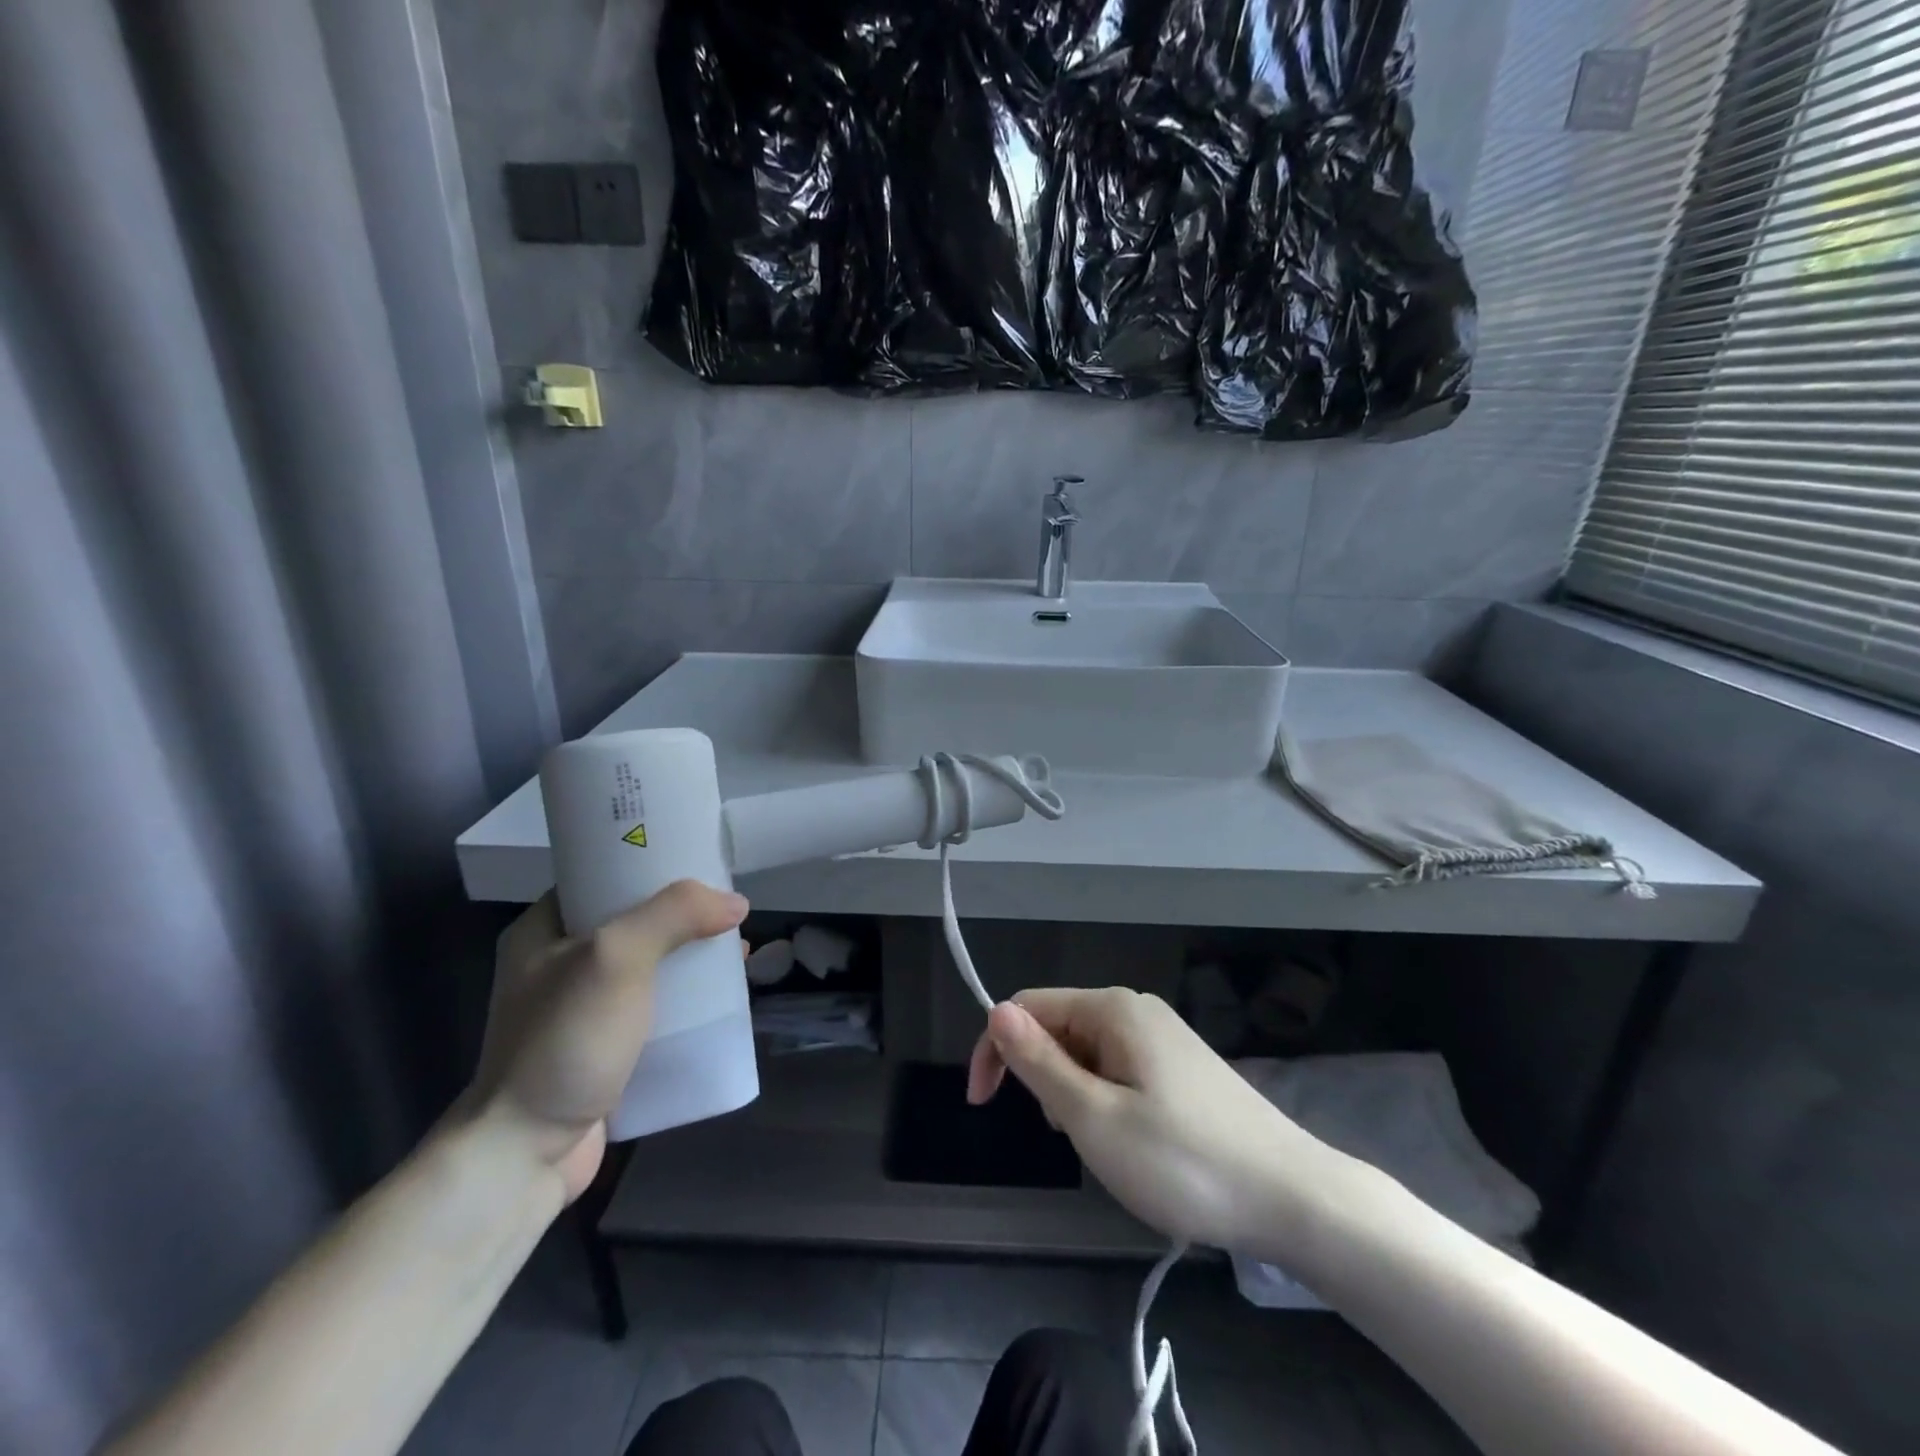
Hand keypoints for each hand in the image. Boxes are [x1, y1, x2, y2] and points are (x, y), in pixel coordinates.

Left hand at [465, 881, 748, 1199]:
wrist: (524, 1155)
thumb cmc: (564, 1041)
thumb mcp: (616, 957)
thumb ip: (675, 915)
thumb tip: (735, 903)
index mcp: (544, 928)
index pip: (604, 873)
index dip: (653, 862)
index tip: (700, 859)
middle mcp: (559, 962)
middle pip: (635, 918)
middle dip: (685, 913)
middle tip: (728, 909)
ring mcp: (580, 1008)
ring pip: (650, 963)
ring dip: (691, 956)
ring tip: (735, 950)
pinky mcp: (603, 1046)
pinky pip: (654, 1006)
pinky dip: (686, 998)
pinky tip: (719, 998)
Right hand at [967, 988, 1321, 1251]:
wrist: (1294, 1198)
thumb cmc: (1183, 1160)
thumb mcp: (1095, 1118)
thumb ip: (1040, 1062)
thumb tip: (995, 1010)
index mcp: (1112, 1009)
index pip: (1027, 1007)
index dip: (995, 1049)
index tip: (982, 1105)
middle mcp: (1136, 1009)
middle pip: (1059, 1027)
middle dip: (1041, 1077)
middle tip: (1064, 1137)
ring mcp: (1164, 1037)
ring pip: (1088, 1053)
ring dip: (1073, 1094)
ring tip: (1101, 1146)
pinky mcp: (1182, 1067)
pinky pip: (1120, 1069)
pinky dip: (1105, 1100)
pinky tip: (1131, 1141)